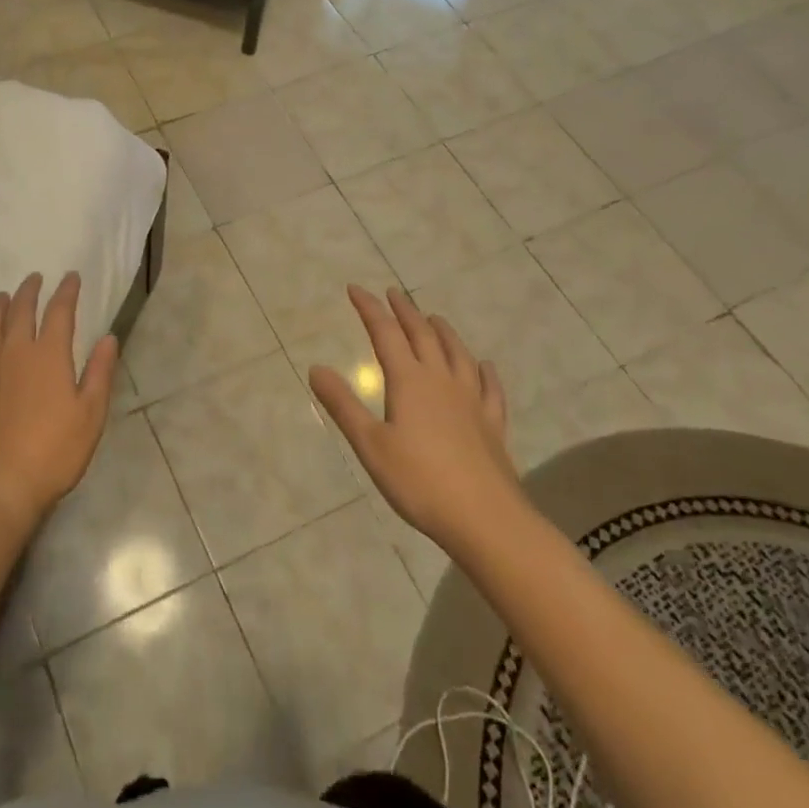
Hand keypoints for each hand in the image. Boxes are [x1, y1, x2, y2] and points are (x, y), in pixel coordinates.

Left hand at [0, 272, 114, 529]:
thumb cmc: (53, 452)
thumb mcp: (90, 415)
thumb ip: (99, 373)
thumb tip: (108, 338)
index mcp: (48, 355)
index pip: (59, 312)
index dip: (66, 292)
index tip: (71, 277)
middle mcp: (14, 353)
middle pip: (19, 311)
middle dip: (29, 291)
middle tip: (35, 278)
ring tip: (2, 296)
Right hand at [308, 284, 522, 549]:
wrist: (486, 519)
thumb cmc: (419, 482)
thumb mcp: (370, 444)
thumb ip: (343, 405)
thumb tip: (316, 368)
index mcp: (409, 381)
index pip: (385, 334)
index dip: (369, 309)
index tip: (355, 289)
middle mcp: (441, 381)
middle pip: (422, 335)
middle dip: (404, 311)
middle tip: (392, 293)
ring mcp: (471, 401)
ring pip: (457, 353)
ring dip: (442, 331)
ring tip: (433, 318)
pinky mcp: (492, 424)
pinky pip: (489, 387)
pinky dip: (483, 370)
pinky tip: (483, 365)